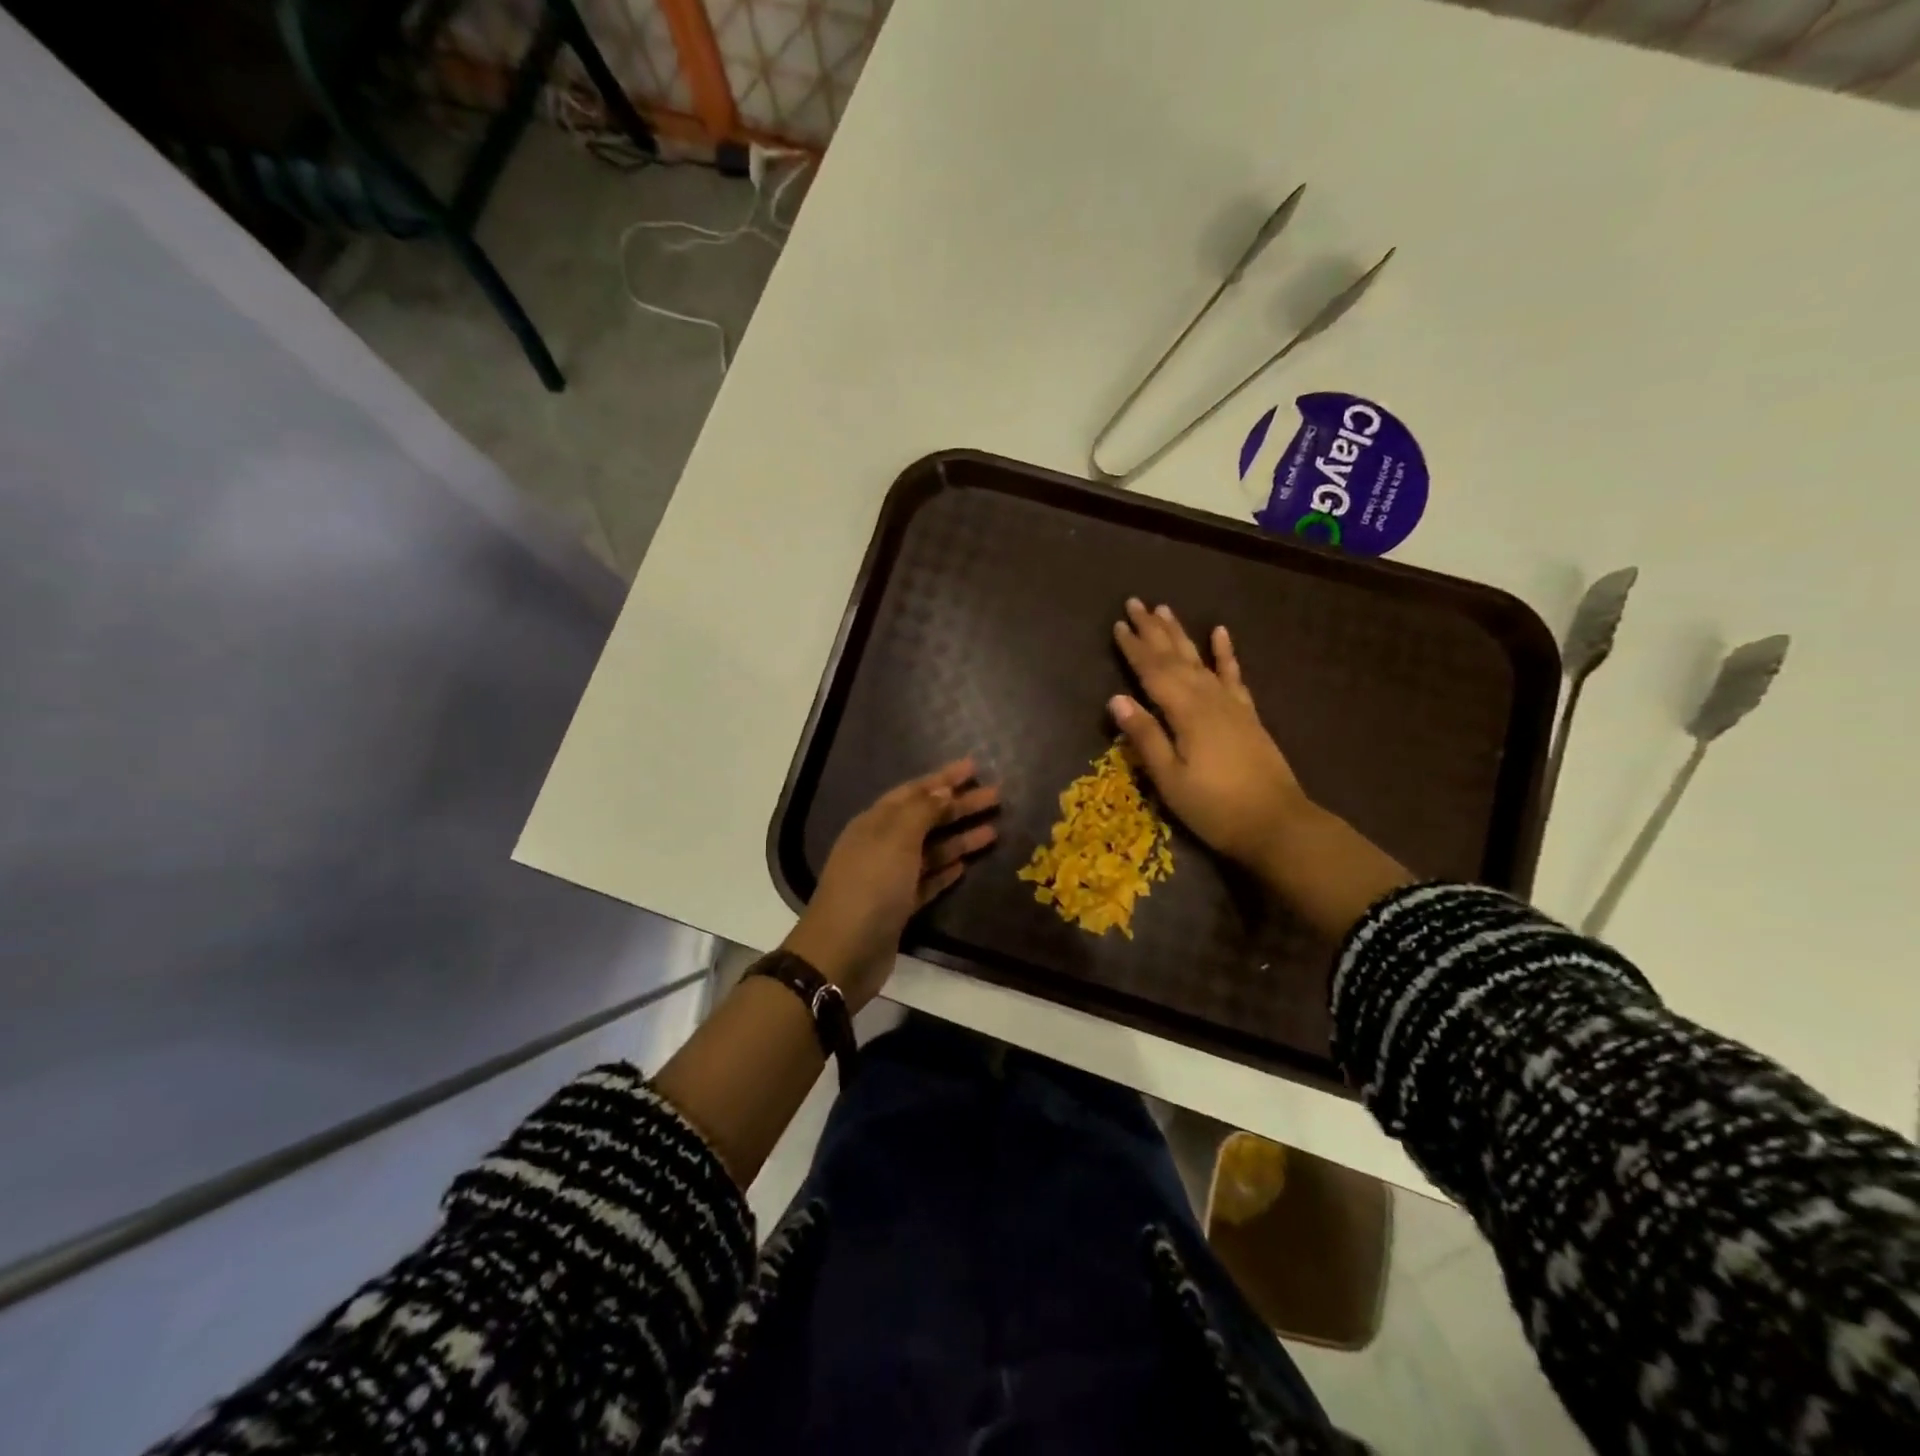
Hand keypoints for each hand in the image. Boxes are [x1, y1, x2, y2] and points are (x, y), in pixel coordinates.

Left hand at [782, 758, 998, 1010]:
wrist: (843, 952)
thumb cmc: (870, 886)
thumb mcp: (895, 839)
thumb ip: (921, 811)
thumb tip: (943, 789)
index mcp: (875, 823)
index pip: (914, 792)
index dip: (943, 778)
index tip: (974, 767)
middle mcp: (881, 845)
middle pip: (926, 819)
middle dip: (959, 806)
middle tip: (996, 797)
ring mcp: (890, 878)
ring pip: (930, 850)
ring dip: (959, 838)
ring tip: (993, 830)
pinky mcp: (898, 907)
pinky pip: (927, 881)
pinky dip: (945, 871)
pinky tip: (965, 866)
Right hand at [1109, 599, 1309, 876]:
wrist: (1277, 824)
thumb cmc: (1215, 808)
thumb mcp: (1170, 779)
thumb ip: (1145, 736)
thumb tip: (1116, 699)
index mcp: (1185, 713)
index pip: (1152, 672)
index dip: (1134, 648)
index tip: (1118, 624)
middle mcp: (1208, 698)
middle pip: (1175, 657)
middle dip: (1154, 630)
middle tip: (1136, 602)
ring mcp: (1231, 705)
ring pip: (1200, 660)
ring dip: (1181, 634)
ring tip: (1166, 609)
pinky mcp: (1247, 715)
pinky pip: (1234, 675)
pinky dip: (1225, 653)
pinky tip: (1221, 633)